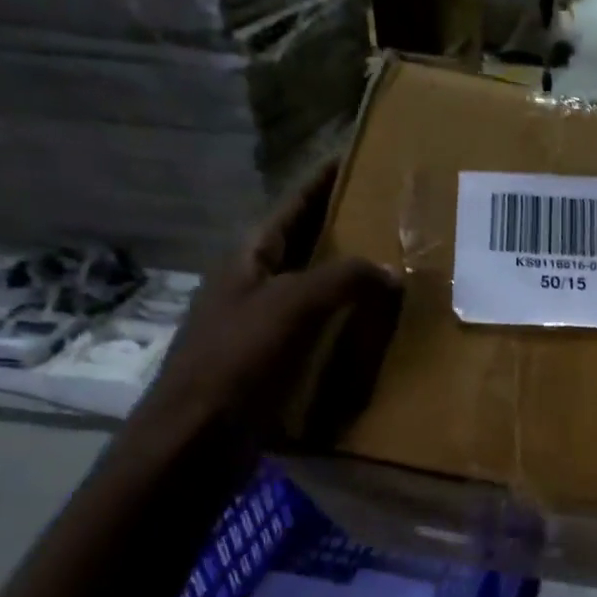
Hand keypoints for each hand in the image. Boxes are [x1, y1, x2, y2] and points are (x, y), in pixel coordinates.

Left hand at [136, 161, 402, 451]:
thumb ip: (342, 279)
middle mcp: (255, 283)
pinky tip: (377, 331)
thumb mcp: (292, 306)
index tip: (361, 159)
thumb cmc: (238, 361)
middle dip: (345, 228)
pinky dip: (347, 324)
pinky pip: (319, 331)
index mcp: (250, 257)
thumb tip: (391, 271)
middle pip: (305, 244)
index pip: (293, 205)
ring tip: (398, 272)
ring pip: (315, 290)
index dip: (324, 181)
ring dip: (351, 280)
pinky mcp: (274, 362)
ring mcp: (262, 324)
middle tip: (395, 220)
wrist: (198, 437)